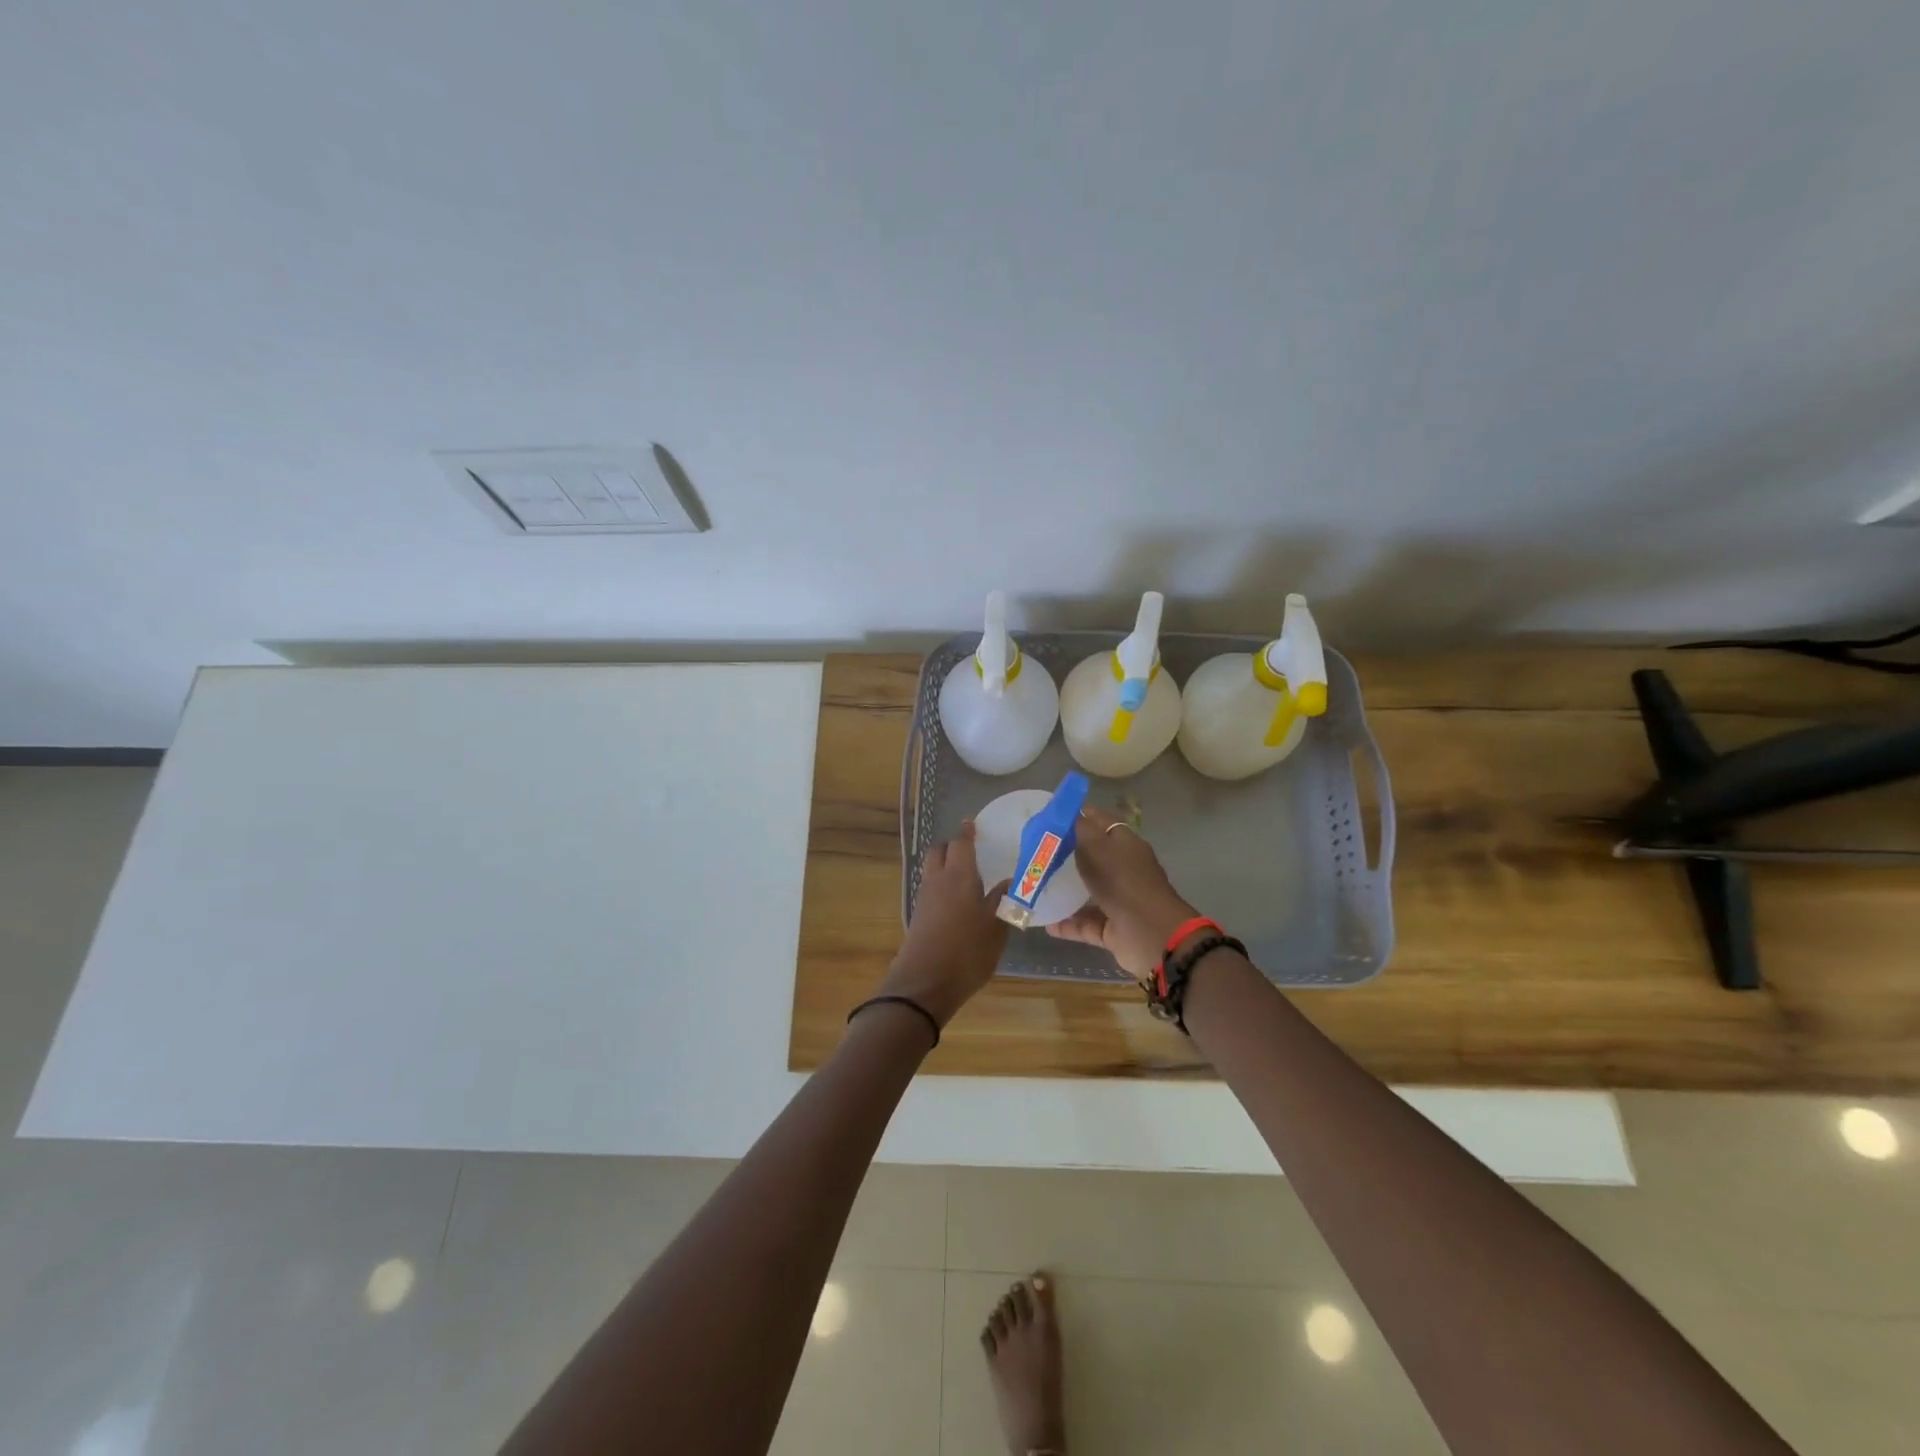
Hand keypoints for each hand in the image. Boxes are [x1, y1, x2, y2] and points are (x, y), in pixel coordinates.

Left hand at [876, 822, 1009, 1027]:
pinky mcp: (918, 917)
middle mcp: (937, 881)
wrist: (923, 985)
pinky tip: (958, 901)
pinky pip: (930, 889)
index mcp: (959, 876)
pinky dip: (942, 886)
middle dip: (952, 846)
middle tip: (971, 850)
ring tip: (968, 876)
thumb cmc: (966, 952)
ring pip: (932, 870)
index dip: (968, 832)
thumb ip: (1003, 902)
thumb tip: (1009, 882)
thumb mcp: (995, 929)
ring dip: (946, 866)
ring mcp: (924, 899)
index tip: (974, 824)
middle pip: (939, 851)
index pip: (961, 843)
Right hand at [1047, 805, 1199, 978]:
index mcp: (1124, 843)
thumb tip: (1069, 812)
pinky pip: (1085, 923)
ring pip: (1087, 892)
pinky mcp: (1113, 928)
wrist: (1151, 934)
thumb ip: (1079, 828)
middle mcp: (1123, 869)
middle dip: (1064, 855)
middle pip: (1091, 857)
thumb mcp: (1096, 846)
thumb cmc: (1122, 880)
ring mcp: (1119, 900)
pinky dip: (1067, 924)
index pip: (1098, 822)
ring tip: (1035, 887)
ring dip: (1064, 892)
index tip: (1047, 818)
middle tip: (1034, 853)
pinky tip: (1045, 922)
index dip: (1075, 817)